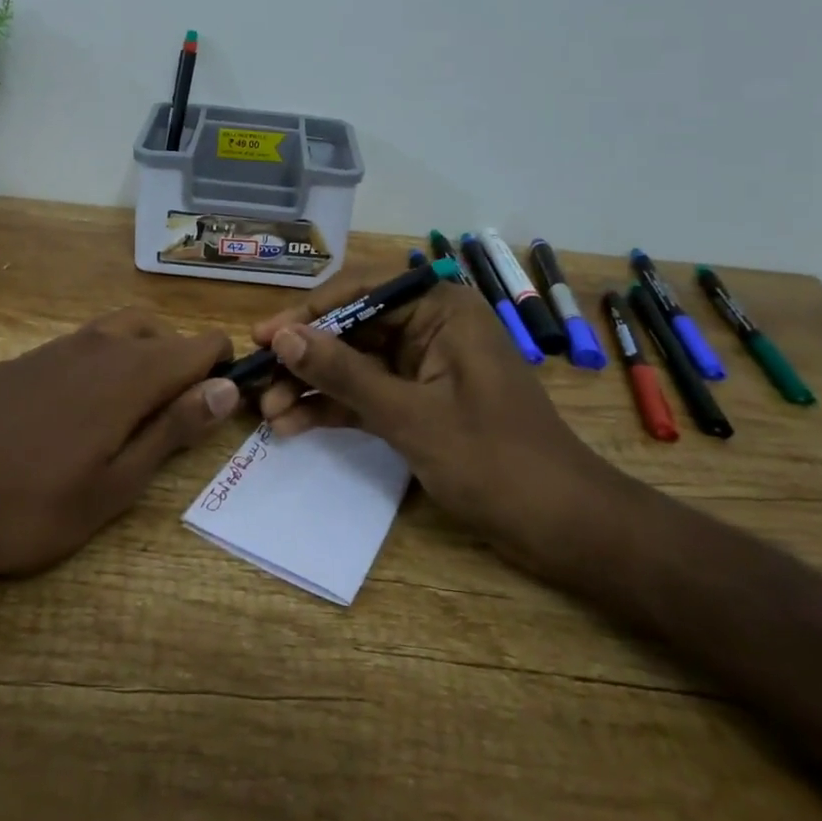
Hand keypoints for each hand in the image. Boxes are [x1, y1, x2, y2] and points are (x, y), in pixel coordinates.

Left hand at [0, 307, 237, 577]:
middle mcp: (101, 344)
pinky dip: (102, 361)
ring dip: (142, 356)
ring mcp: (59, 346)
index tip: (217, 405)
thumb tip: (226, 388)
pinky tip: (75, 411)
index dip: (222, 368)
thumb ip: (174, 429)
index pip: (201, 344)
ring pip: (122, 330)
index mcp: (132, 374)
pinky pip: (82, 344)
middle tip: (171, 419)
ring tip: (129, 412)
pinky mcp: (27, 357)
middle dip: (181, 363)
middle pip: (163, 332)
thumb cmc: (34, 506)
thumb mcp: (116, 485)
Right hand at [251, 278, 633, 583]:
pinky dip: (336, 408)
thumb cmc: (495, 461)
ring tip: (267, 414)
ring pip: (356, 365)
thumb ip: (344, 373)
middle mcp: (431, 327)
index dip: (308, 313)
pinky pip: (369, 394)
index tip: (263, 336)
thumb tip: (283, 336)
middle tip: (256, 383)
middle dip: (305, 358)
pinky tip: (295, 426)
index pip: (361, 292)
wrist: (565, 528)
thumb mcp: (410, 415)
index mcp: (441, 309)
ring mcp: (425, 366)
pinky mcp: (422, 402)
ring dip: (313, 387)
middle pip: (353, 329)